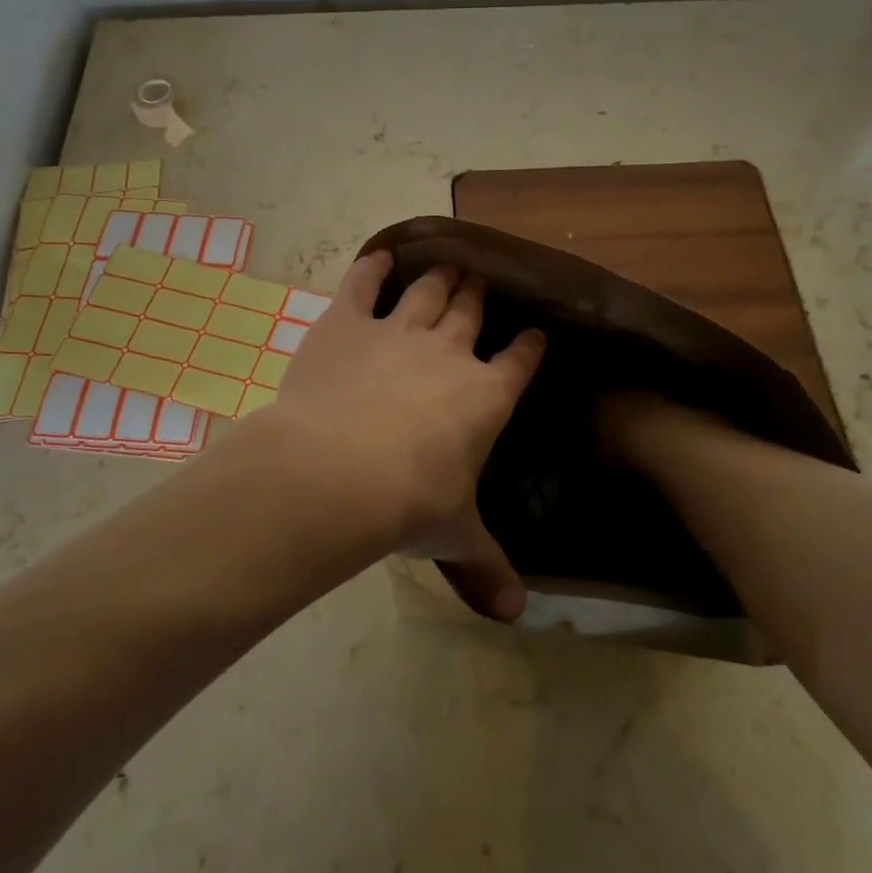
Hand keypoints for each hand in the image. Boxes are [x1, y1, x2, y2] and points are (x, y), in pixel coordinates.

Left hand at [262, 250, 544, 619]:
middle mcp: (449, 352)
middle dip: (480, 295)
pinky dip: (372, 267)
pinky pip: (363, 283)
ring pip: (429, 290)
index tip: (535, 332)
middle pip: (472, 311)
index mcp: (486, 395)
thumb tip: (518, 616)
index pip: (519, 361)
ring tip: (450, 263)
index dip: (529, 346)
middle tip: (484, 280)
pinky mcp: (348, 321)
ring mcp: (398, 330)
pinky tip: (379, 256)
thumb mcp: (453, 537)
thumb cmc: (408, 503)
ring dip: (441, 275)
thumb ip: (486, 567)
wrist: (337, 472)